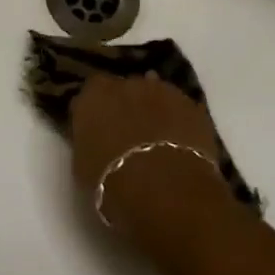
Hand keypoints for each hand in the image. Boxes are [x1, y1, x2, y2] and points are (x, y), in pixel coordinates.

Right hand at [69, 73, 229, 234]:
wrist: (164, 190)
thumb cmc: (111, 182)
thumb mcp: (82, 164)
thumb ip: (87, 140)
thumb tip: (95, 138)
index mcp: (93, 95)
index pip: (90, 91)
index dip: (96, 108)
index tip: (97, 126)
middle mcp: (126, 83)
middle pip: (124, 88)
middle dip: (125, 104)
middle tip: (128, 132)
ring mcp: (162, 91)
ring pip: (154, 94)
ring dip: (153, 109)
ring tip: (157, 138)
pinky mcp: (192, 105)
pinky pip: (180, 109)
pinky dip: (178, 120)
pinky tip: (180, 142)